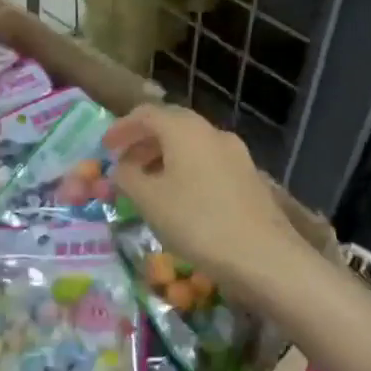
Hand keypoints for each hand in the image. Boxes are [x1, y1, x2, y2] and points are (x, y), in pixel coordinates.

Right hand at [104, 104, 300, 292]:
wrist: (265, 257)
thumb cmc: (198, 222)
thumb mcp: (150, 201)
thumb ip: (127, 177)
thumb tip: (120, 167)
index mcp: (185, 129)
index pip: (146, 114)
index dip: (122, 128)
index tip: (105, 148)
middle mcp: (211, 132)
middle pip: (171, 125)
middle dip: (143, 142)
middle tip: (124, 164)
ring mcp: (235, 154)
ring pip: (191, 145)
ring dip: (164, 157)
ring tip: (147, 184)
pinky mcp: (248, 177)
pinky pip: (207, 162)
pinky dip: (185, 170)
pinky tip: (179, 198)